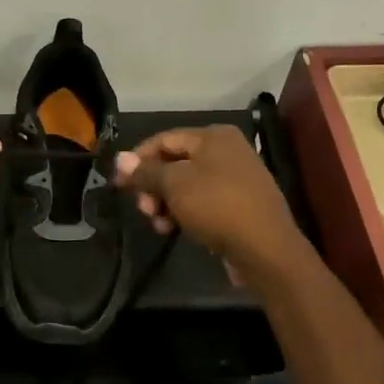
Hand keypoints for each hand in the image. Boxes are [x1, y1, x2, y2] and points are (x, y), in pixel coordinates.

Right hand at [114, 125, 307, 281]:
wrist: (265, 247)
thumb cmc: (216, 205)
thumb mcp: (174, 185)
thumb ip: (145, 171)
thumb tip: (120, 159)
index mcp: (213, 136)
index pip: (163, 140)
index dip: (137, 159)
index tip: (118, 184)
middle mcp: (227, 151)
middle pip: (174, 163)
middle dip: (153, 187)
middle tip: (144, 209)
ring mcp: (235, 178)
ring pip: (186, 185)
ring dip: (165, 203)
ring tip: (159, 224)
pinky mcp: (238, 204)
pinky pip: (202, 202)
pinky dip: (184, 212)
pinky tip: (174, 229)